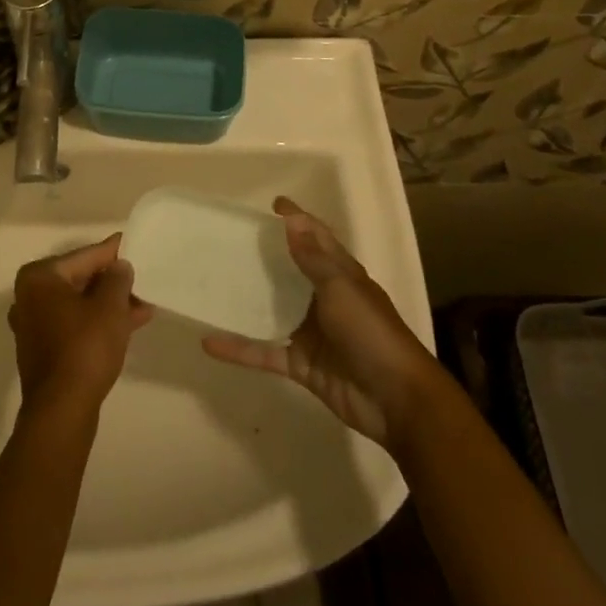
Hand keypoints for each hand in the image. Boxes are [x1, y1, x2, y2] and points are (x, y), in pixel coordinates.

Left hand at [9, 235, 152, 418]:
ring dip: (110, 304)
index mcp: (40, 277)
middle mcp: (29, 296)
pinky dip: (98, 322)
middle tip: (143, 279)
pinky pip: (75, 324)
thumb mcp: (110, 306)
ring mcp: (34, 324)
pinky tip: (129, 325)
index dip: (113, 252)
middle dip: (113, 282)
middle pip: (80, 279)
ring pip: (79, 304)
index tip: (133, 243)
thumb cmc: (85, 348)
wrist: (62, 410)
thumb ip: (117, 278)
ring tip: (144, 305)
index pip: (85, 256)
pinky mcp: (42, 349)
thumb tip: (119, 266)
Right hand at [202, 198, 440, 450]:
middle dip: (265, 256)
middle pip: (291, 271)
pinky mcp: (301, 364)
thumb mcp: (342, 289)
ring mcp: (312, 333)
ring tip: (214, 284)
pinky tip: (209, 343)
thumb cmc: (371, 333)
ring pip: (273, 310)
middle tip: (229, 241)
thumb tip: (292, 221)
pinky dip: (239, 349)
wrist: (396, 400)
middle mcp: (325, 299)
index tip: (272, 205)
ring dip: (248, 300)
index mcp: (342, 276)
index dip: (298, 220)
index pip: (318, 238)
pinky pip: (264, 351)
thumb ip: (313, 259)